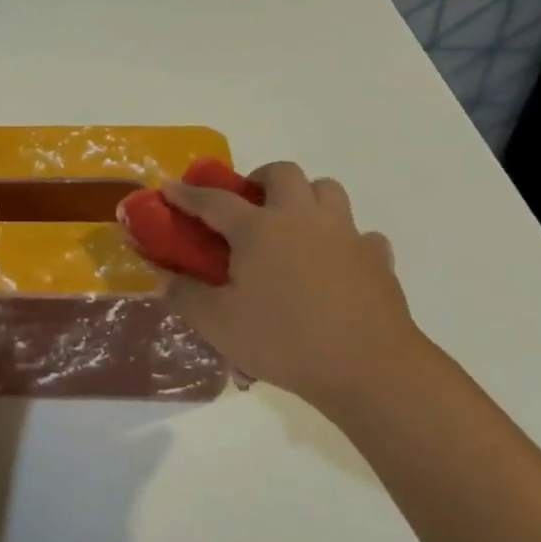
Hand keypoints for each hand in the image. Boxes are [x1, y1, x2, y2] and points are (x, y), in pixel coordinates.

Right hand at [160, 162, 424, 414]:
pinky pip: (361, 234)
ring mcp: (344, 233)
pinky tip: (337, 264)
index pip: (213, 201)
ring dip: (306, 198)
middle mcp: (302, 218)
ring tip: (294, 226)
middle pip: (282, 173)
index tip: (168, 187)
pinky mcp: (377, 257)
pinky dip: (345, 241)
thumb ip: (185, 295)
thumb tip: (163, 276)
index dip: (187, 194)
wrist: (368, 368)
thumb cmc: (285, 341)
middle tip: (249, 205)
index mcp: (259, 229)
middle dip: (261, 179)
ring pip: (327, 191)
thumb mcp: (219, 325)